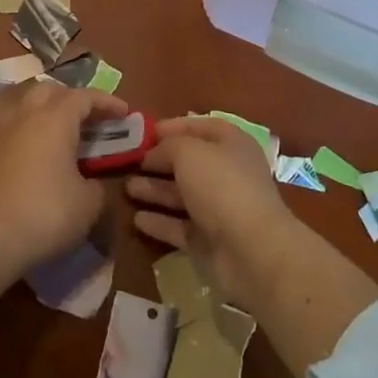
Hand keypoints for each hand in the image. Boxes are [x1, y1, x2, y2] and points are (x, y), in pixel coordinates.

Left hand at [0, 80, 126, 311]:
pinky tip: (24, 141)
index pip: (85, 97)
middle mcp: (25, 115)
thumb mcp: (89, 204)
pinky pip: (2, 123)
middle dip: (73, 100)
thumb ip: (96, 184)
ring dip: (43, 108)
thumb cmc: (46, 214)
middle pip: (50, 91)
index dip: (107, 102)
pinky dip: (18, 125)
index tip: (124, 113)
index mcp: (55, 120)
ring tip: (56, 128)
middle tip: (90, 119)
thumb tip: (90, 182)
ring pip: (22, 102)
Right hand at [126, 116, 377, 377]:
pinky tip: (136, 219)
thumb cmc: (222, 187)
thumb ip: (168, 146)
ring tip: (126, 188)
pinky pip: (179, 226)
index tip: (144, 132)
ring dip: (154, 190)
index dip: (174, 127)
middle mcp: (226, 173)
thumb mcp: (190, 152)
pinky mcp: (208, 240)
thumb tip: (154, 152)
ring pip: (181, 195)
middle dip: (158, 161)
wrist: (252, 250)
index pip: (200, 127)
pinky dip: (159, 222)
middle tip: (127, 161)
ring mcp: (218, 209)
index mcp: (231, 145)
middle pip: (188, 163)